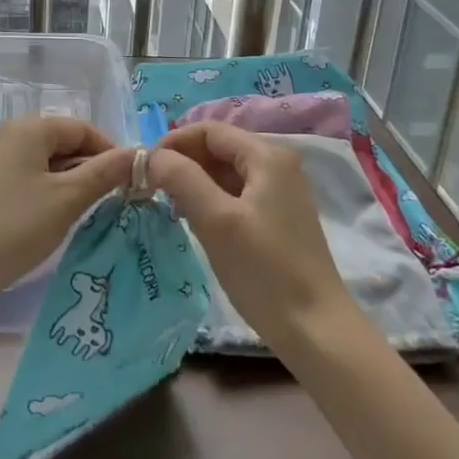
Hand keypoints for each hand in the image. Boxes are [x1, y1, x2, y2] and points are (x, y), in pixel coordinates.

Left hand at [0, 117, 131, 314]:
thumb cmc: (12, 228)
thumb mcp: (67, 200)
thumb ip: (105, 173)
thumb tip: (139, 154)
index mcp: (30, 128)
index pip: (84, 129)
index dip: (112, 153)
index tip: (132, 184)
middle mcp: (12, 136)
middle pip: (67, 144)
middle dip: (93, 170)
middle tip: (115, 203)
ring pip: (50, 165)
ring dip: (74, 185)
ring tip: (89, 215)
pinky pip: (32, 180)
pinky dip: (51, 195)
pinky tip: (57, 222)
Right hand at [149, 122, 354, 347]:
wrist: (315, 329)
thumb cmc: (264, 270)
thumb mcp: (216, 220)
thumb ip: (182, 178)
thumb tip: (152, 156)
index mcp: (267, 156)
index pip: (209, 130)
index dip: (173, 143)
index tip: (143, 169)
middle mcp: (277, 164)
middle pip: (218, 148)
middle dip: (183, 163)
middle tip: (151, 189)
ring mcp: (280, 192)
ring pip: (226, 173)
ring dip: (194, 183)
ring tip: (168, 207)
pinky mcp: (277, 218)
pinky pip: (236, 194)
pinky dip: (211, 200)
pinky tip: (195, 222)